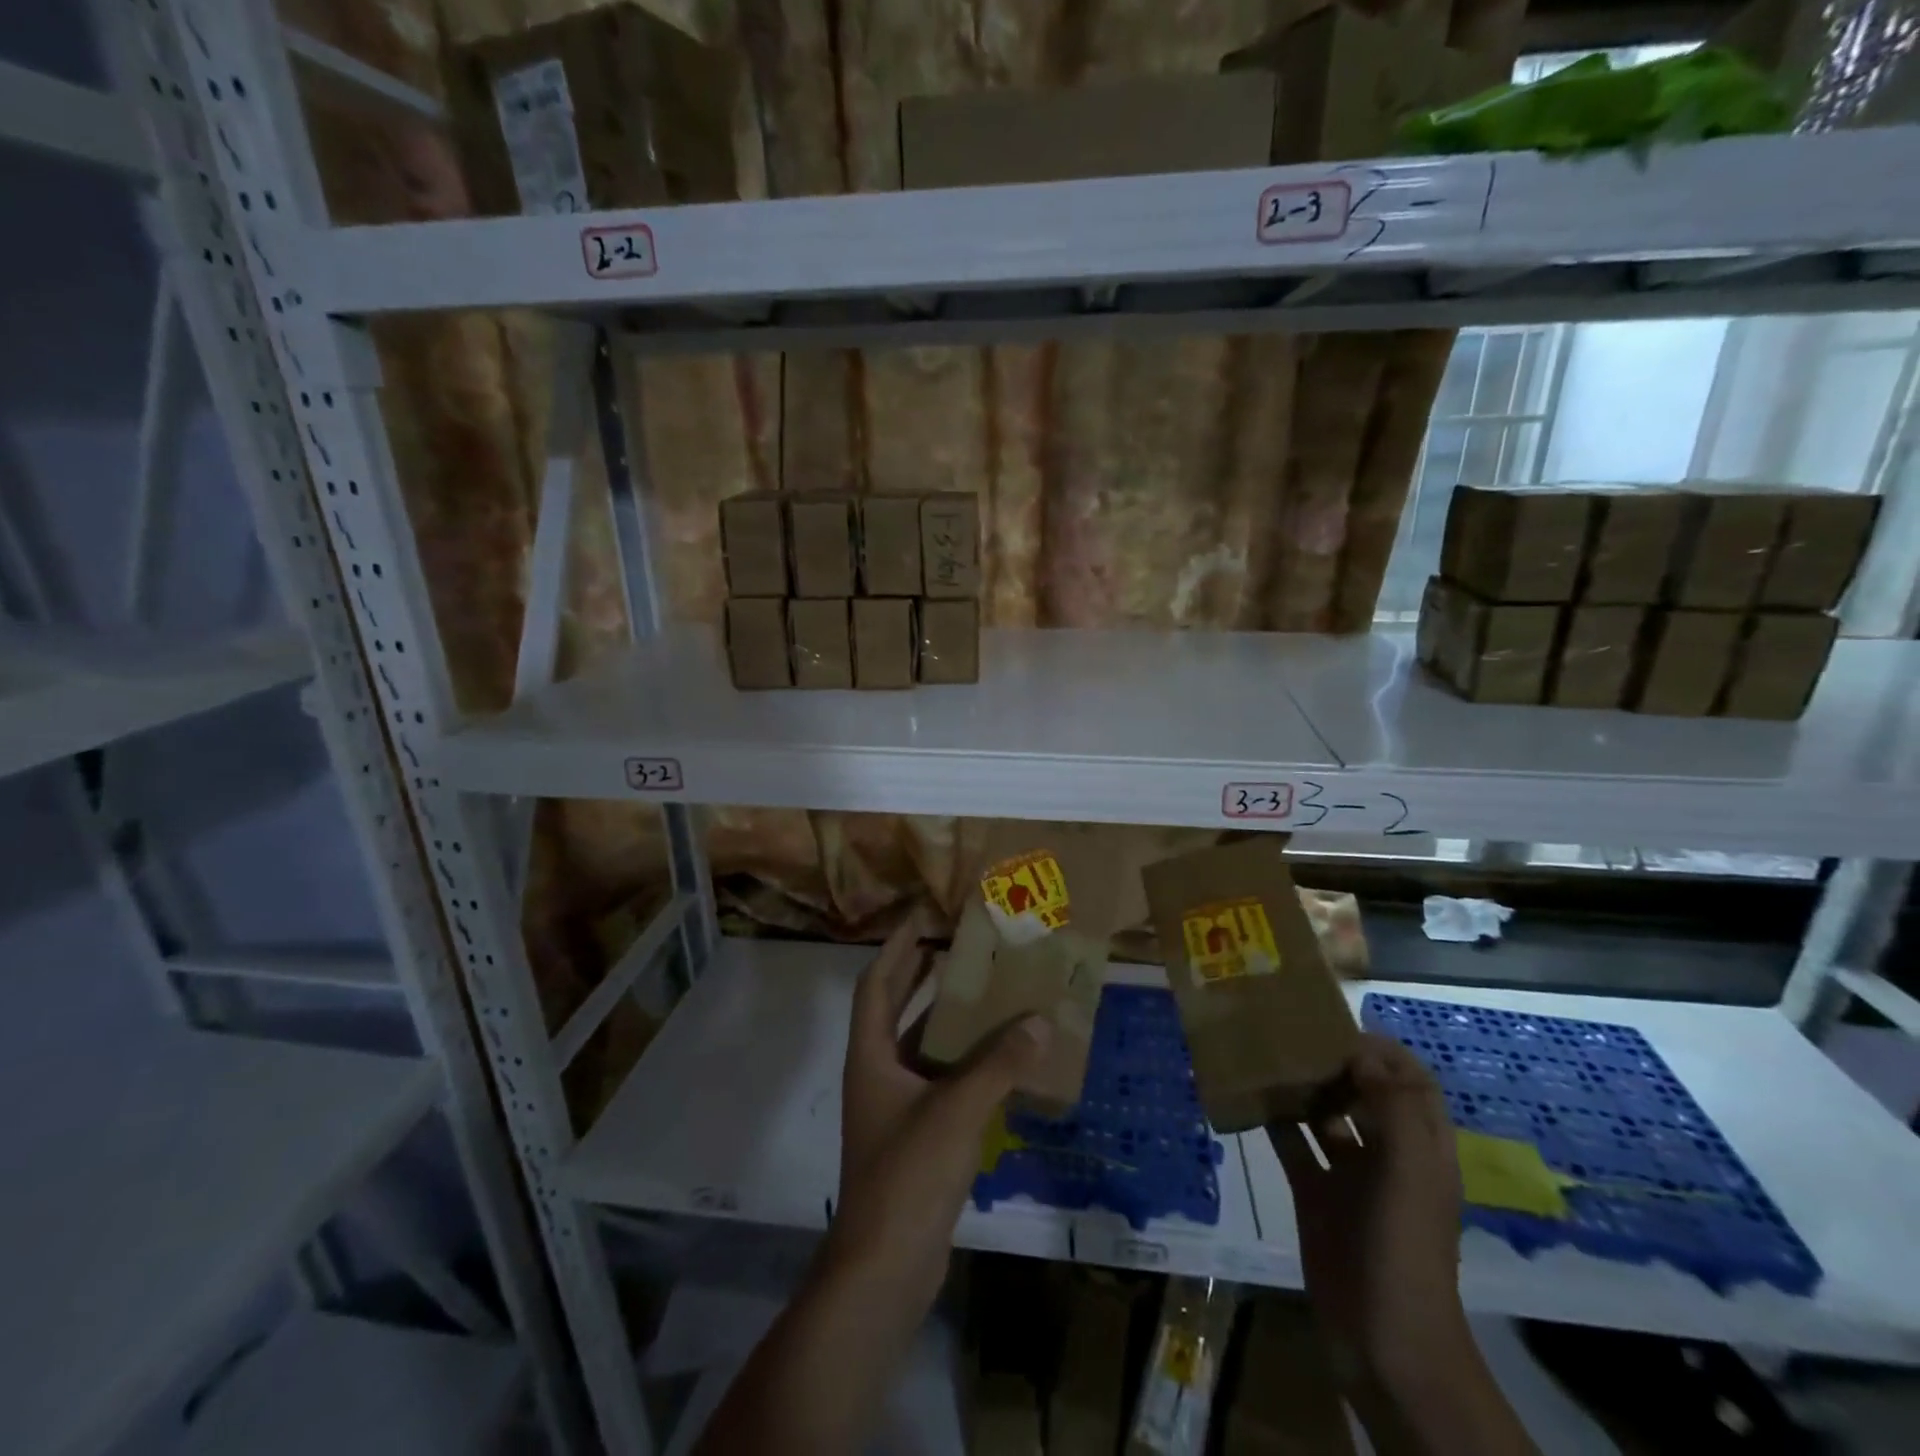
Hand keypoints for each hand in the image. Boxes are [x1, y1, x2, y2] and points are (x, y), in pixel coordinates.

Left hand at [827, 911, 1051, 1304]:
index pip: (876, 984)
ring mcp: (897, 1106)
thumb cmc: (907, 1175)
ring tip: (990, 990)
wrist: (885, 1267)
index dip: (895, 947)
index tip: (921, 917)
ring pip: (923, 1046)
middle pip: (897, 1008)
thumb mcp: (956, 1111)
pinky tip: (1002, 1056)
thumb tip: (1041, 1021)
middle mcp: (879, 1073)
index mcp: (871, 1056)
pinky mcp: (918, 1134)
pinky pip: (943, 1080)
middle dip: (922, 974)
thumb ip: (999, 1065)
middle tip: (961, 944)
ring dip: (950, 1019)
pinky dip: (966, 1062)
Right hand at [1269, 1034, 1465, 1386]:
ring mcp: (1349, 1178)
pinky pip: (1292, 1147)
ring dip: (1302, 1089)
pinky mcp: (1314, 1196)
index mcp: (1422, 1149)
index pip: (1412, 1083)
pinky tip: (1248, 1098)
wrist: (1384, 1340)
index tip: (1339, 1029)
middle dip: (1336, 1063)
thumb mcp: (1411, 1172)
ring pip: (1325, 1117)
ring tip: (1267, 1056)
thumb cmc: (1404, 1248)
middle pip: (1365, 1095)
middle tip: (1292, 1035)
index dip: (1384, 1052)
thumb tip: (1361, 1053)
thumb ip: (1393, 1107)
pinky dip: (1274, 1122)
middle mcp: (1388, 1156)